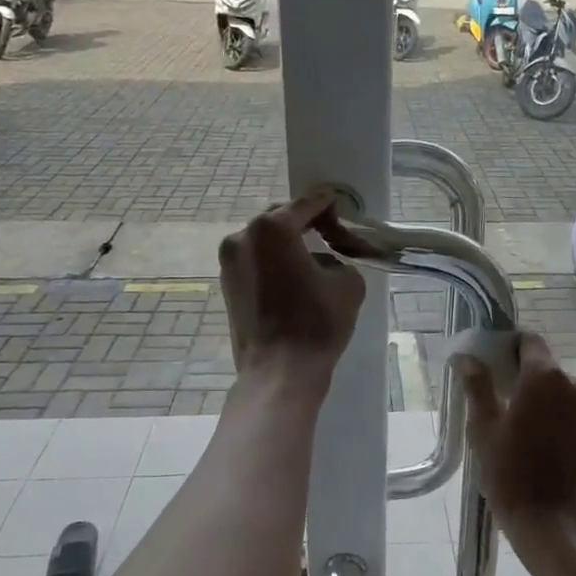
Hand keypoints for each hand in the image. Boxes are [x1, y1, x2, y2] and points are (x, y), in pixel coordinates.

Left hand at [218, 193, 365, 384]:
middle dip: (306, 223)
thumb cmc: (316, 323)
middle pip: (281, 218)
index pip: (307, 203)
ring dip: (289, 244)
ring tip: (314, 262)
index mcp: (272, 228)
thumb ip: (341, 258)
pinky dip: (275, 263)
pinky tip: (295, 282)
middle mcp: (243, 236)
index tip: (344, 211)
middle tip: (332, 236)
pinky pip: (256, 262)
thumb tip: (326, 262)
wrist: (279, 372)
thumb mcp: (348, 283)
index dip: (329, 204)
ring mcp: (229, 261)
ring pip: (266, 241)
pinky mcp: (227, 285)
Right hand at [458, 333, 575, 532]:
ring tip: (532, 409)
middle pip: (545, 361)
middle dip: (527, 368)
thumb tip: (467, 356)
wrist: (548, 518)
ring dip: (550, 385)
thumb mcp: (483, 427)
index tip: (497, 358)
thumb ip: (478, 385)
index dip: (511, 345)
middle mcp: (571, 380)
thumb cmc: (508, 472)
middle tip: (507, 391)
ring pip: (565, 380)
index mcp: (540, 376)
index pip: (527, 341)